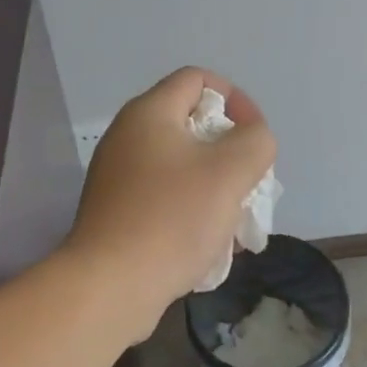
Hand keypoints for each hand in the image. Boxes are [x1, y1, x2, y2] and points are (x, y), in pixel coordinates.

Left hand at [64, 67, 276, 337]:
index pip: (198, 79)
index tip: (254, 136)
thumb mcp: (232, 171)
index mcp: (149, 113)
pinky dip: (190, 209)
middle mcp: (127, 136)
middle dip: (229, 150)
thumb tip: (251, 139)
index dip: (235, 98)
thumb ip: (256, 141)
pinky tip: (208, 243)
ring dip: (214, 185)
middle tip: (248, 181)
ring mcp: (118, 176)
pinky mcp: (116, 212)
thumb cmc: (173, 218)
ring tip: (235, 219)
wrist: (110, 287)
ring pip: (181, 165)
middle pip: (191, 124)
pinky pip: (164, 196)